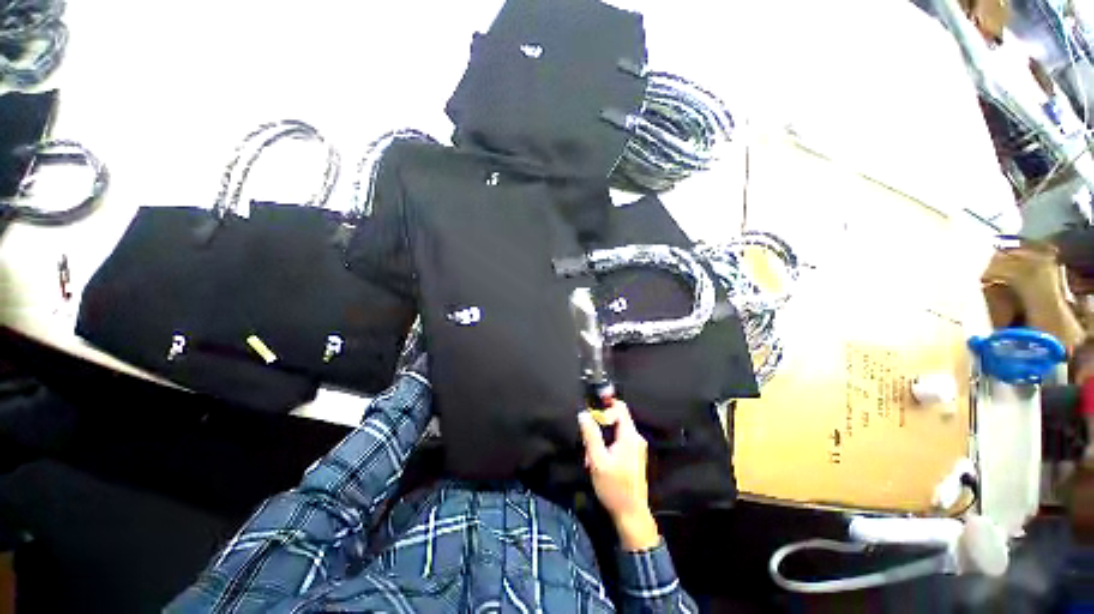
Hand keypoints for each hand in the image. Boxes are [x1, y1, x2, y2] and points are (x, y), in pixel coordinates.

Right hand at [578, 401, 659, 551]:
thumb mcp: (597, 461)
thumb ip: (591, 435)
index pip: (619, 407)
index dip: (604, 408)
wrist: (631, 514)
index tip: (591, 419)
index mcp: (629, 436)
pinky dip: (607, 444)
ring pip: (616, 429)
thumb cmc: (614, 488)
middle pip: (617, 417)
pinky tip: (598, 460)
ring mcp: (637, 446)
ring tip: (590, 454)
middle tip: (588, 440)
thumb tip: (583, 413)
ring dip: (601, 437)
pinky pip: (619, 439)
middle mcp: (636, 437)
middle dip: (600, 425)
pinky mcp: (634, 454)